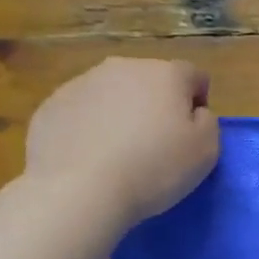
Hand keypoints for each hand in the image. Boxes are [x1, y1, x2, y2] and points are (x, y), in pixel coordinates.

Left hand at [23, 57, 219, 235]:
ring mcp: (81, 83)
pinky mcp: (50, 106)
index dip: (197, 102)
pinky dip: (89, 127)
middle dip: (156, 104)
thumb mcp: (206, 150)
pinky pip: (81, 111)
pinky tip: (90, 158)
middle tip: (156, 143)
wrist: (79, 191)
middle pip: (149, 80)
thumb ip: (207, 122)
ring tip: (119, 153)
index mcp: (165, 74)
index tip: (191, 133)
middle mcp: (123, 67)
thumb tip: (193, 112)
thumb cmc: (155, 168)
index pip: (193, 76)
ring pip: (112, 93)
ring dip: (121, 113)